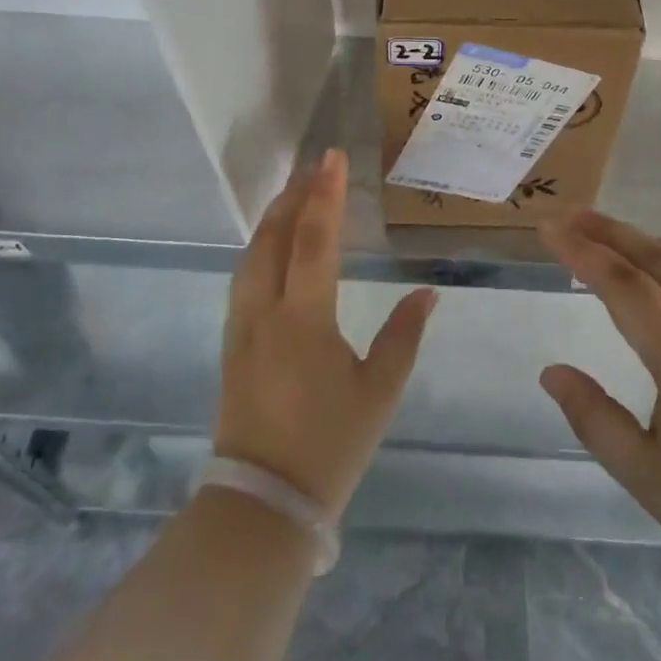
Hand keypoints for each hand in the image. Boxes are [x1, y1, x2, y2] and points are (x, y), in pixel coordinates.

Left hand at [214, 149, 437, 518]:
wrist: (263, 503)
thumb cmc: (329, 445)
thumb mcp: (379, 392)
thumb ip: (404, 335)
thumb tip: (428, 292)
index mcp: (303, 318)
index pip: (314, 240)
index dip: (325, 195)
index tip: (332, 157)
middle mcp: (265, 311)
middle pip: (273, 237)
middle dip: (293, 196)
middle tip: (313, 167)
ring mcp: (242, 327)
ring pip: (251, 255)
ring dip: (273, 219)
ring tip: (293, 195)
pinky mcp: (232, 344)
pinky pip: (244, 278)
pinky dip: (260, 247)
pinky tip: (271, 247)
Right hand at [537, 211, 660, 606]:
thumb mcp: (648, 477)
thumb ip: (595, 419)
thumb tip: (551, 372)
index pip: (625, 286)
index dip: (582, 252)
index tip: (549, 228)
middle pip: (660, 260)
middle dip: (612, 231)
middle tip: (573, 215)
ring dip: (648, 242)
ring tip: (613, 232)